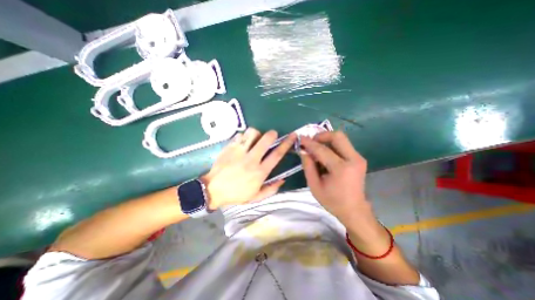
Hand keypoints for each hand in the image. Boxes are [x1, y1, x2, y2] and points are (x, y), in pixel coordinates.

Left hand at [201, 127, 296, 208]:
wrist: (213, 190)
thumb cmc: (236, 194)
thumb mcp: (256, 197)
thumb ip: (271, 189)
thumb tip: (283, 179)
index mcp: (260, 172)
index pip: (277, 154)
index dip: (287, 144)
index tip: (292, 136)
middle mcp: (251, 159)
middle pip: (266, 139)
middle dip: (272, 134)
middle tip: (272, 135)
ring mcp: (239, 152)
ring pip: (252, 133)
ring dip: (256, 134)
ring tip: (255, 139)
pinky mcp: (229, 147)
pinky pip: (240, 135)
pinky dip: (244, 136)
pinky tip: (243, 142)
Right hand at [301, 130, 372, 224]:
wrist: (354, 210)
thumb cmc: (332, 201)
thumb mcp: (314, 186)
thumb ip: (308, 166)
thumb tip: (303, 150)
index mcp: (341, 169)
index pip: (322, 149)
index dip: (309, 143)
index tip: (300, 138)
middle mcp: (353, 159)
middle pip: (337, 136)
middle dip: (321, 136)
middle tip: (311, 142)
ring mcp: (358, 158)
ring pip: (341, 138)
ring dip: (326, 140)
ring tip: (316, 148)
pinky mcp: (359, 158)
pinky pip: (343, 145)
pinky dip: (332, 145)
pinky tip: (325, 154)